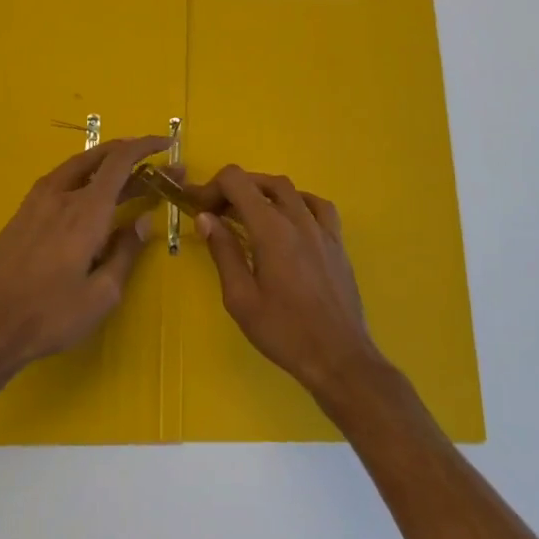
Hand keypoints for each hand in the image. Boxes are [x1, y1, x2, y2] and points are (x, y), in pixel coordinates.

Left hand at [0, 136, 168, 378]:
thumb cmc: (50, 316)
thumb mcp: (102, 295)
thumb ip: (126, 252)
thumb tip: (143, 220)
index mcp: (86, 211)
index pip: (120, 161)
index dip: (145, 146)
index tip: (166, 144)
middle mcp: (61, 195)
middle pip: (99, 157)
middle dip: (131, 155)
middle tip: (155, 166)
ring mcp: (37, 202)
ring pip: (77, 166)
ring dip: (105, 163)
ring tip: (126, 176)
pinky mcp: (22, 214)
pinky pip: (59, 181)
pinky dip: (83, 176)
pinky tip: (88, 195)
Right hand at [196, 166, 387, 400]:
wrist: (338, 357)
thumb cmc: (284, 331)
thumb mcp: (241, 298)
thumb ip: (223, 252)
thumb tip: (206, 217)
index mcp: (271, 229)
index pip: (237, 181)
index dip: (213, 186)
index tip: (199, 208)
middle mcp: (298, 218)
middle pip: (262, 182)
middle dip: (234, 190)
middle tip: (216, 213)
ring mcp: (322, 228)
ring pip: (290, 190)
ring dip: (263, 192)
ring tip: (248, 215)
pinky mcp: (337, 241)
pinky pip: (317, 205)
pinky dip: (297, 202)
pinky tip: (290, 220)